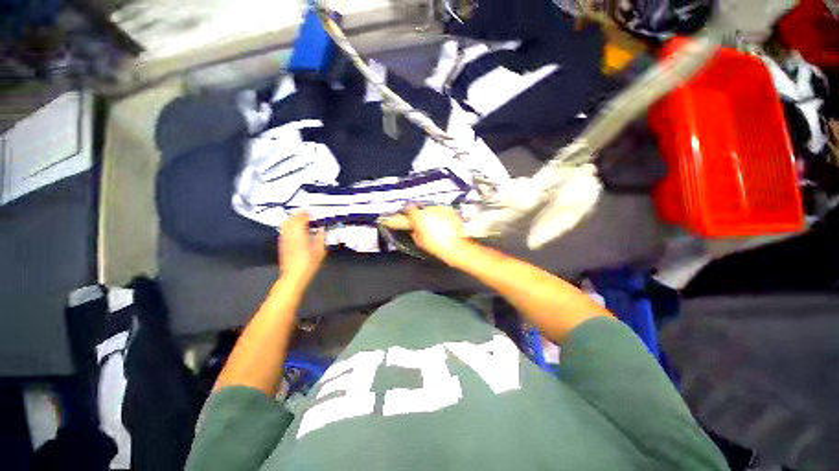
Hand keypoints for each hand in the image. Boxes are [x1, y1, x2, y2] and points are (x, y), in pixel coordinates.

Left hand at [279, 212, 326, 286]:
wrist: (293, 276)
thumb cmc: (309, 264)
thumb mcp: (320, 251)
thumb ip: (322, 238)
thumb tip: (323, 229)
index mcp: (300, 235)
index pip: (300, 219)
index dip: (306, 214)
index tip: (311, 212)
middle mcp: (290, 235)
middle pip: (291, 220)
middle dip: (298, 215)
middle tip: (306, 214)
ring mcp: (284, 239)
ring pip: (286, 224)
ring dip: (293, 220)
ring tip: (300, 220)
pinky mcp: (282, 244)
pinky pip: (284, 231)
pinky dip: (289, 227)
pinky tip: (295, 230)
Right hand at [403, 206, 469, 264]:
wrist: (454, 246)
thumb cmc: (437, 245)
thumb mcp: (419, 241)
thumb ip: (414, 232)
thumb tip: (414, 231)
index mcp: (418, 216)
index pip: (409, 208)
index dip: (408, 213)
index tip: (409, 217)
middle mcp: (429, 209)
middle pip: (422, 209)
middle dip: (422, 215)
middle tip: (424, 225)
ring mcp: (441, 209)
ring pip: (433, 209)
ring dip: (433, 215)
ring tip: (436, 226)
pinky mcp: (450, 210)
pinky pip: (443, 211)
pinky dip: (443, 216)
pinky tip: (444, 225)